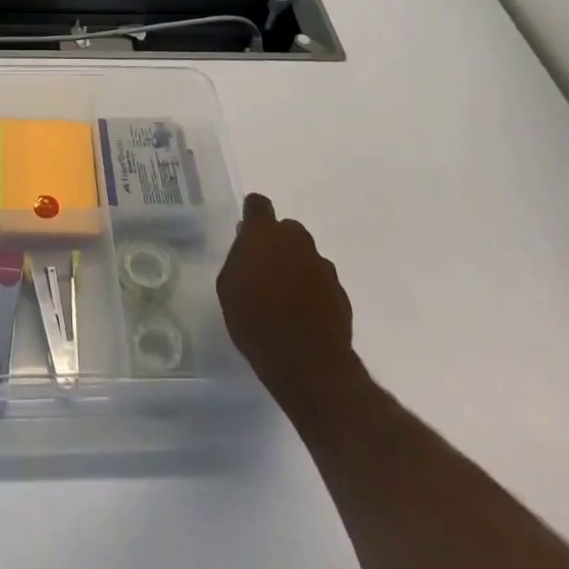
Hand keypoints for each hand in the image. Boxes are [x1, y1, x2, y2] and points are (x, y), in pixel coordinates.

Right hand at [217, 191, 360, 426]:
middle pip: (286, 229)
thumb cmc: (255, 321)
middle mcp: (296, 240)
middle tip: (265, 269)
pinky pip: (321, 280)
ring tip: (286, 296)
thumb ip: (239, 259)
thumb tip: (249, 249)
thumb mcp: (228, 288)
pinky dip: (313, 289)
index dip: (252, 214)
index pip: (258, 204)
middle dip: (277, 243)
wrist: (307, 363)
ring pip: (306, 255)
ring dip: (296, 266)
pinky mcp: (340, 290)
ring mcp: (322, 264)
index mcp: (264, 234)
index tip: (247, 231)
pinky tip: (304, 314)